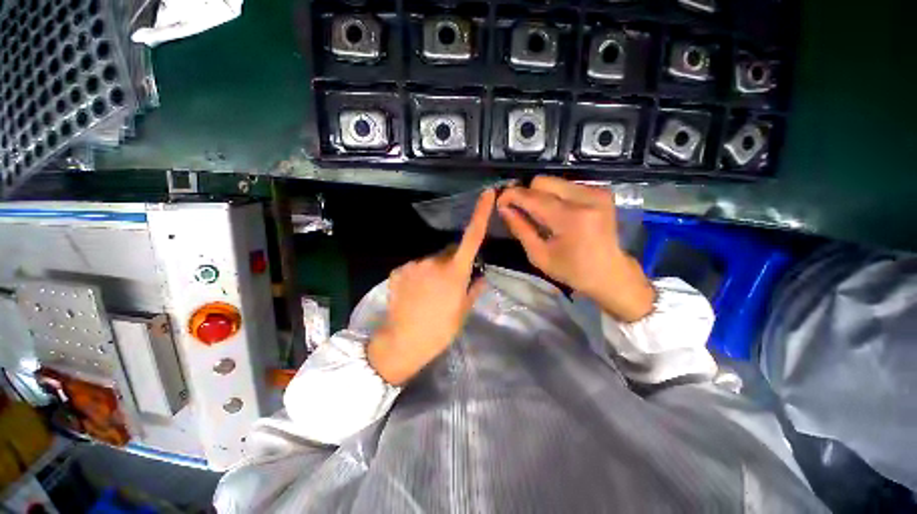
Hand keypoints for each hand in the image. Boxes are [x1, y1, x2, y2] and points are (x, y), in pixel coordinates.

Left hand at [367, 189, 494, 385]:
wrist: (402, 342)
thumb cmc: (440, 330)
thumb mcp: (463, 312)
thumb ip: (474, 289)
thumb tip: (480, 276)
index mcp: (455, 271)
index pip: (472, 236)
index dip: (480, 213)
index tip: (487, 193)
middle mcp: (434, 261)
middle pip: (450, 251)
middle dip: (454, 260)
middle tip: (451, 284)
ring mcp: (414, 264)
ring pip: (431, 260)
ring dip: (435, 269)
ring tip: (431, 294)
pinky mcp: (398, 270)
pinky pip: (415, 267)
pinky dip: (419, 275)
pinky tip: (416, 294)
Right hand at [497, 176, 653, 321]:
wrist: (610, 273)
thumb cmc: (572, 270)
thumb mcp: (539, 255)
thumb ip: (520, 228)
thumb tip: (504, 208)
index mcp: (571, 218)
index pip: (532, 196)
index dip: (511, 196)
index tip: (500, 202)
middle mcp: (586, 198)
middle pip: (542, 181)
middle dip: (526, 195)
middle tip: (519, 211)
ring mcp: (596, 192)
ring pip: (553, 182)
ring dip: (540, 195)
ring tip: (538, 215)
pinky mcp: (601, 192)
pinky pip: (566, 186)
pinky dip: (554, 196)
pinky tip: (554, 213)